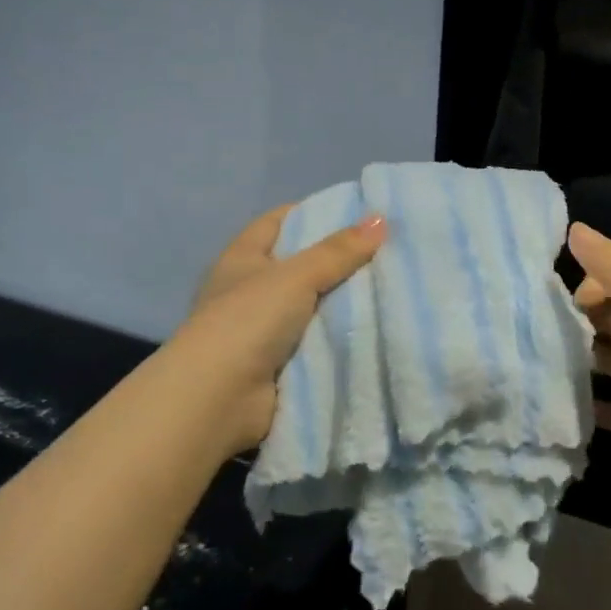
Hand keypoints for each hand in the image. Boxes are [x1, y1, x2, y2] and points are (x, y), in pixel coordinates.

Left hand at [168, 205, 385, 456]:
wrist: (218, 398)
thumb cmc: (248, 320)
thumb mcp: (296, 276)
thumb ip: (338, 251)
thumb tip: (381, 219)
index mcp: (242, 258)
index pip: (278, 221)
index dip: (312, 212)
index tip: (356, 211)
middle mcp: (249, 289)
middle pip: (300, 265)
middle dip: (338, 260)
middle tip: (387, 250)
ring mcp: (262, 329)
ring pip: (312, 305)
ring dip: (343, 301)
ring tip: (392, 286)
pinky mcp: (277, 363)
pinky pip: (316, 342)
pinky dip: (339, 337)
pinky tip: (376, 327)